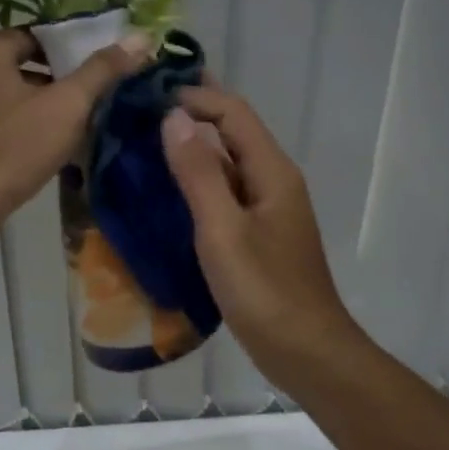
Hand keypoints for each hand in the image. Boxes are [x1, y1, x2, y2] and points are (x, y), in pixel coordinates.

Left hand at [0, 28, 149, 258]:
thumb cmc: (9, 150)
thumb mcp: (65, 107)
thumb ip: (102, 70)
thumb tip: (141, 37)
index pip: (37, 35)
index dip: (72, 51)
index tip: (101, 73)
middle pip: (21, 64)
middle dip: (57, 83)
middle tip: (91, 104)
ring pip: (5, 95)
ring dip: (36, 107)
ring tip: (72, 130)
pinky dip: (14, 127)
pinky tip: (38, 151)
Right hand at [161, 86, 361, 381]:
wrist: (307, 352)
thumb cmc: (265, 292)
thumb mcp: (223, 230)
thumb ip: (198, 173)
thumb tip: (173, 116)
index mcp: (271, 171)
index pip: (233, 112)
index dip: (195, 97)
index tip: (147, 96)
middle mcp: (273, 181)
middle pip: (233, 132)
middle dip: (193, 114)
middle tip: (141, 109)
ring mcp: (267, 209)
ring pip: (227, 163)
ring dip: (192, 148)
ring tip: (143, 144)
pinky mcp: (258, 234)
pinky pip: (225, 193)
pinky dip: (197, 181)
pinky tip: (166, 191)